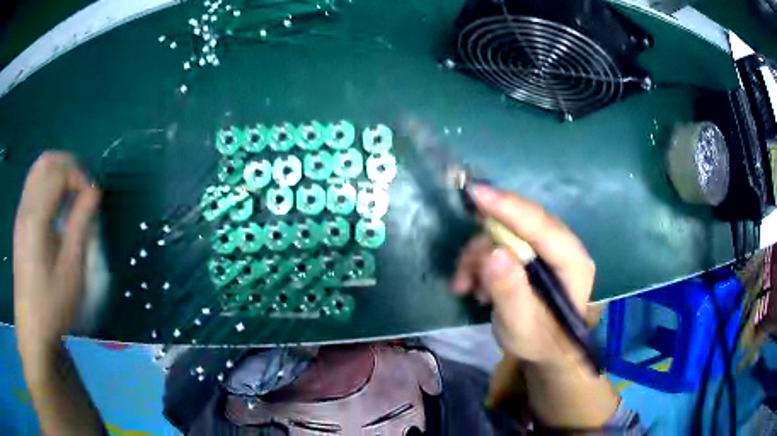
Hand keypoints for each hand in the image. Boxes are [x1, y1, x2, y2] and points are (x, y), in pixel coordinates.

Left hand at [13, 152, 100, 355]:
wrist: (31, 327)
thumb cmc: (52, 304)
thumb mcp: (71, 269)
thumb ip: (81, 224)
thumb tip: (94, 193)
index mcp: (36, 217)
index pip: (59, 172)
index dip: (79, 177)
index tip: (93, 199)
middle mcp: (26, 206)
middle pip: (46, 161)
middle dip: (68, 166)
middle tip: (83, 189)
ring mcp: (21, 213)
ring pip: (38, 170)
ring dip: (58, 172)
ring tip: (71, 194)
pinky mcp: (20, 222)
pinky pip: (33, 185)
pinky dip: (48, 184)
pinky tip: (56, 207)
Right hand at [452, 185, 594, 365]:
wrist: (545, 350)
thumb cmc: (539, 341)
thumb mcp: (521, 325)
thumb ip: (510, 291)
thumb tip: (493, 252)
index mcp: (573, 262)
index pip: (542, 226)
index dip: (509, 208)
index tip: (476, 194)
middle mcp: (563, 246)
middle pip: (520, 224)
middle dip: (485, 243)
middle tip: (463, 271)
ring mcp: (547, 247)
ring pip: (504, 233)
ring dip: (478, 257)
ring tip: (466, 288)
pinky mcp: (532, 252)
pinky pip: (499, 243)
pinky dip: (481, 262)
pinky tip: (474, 287)